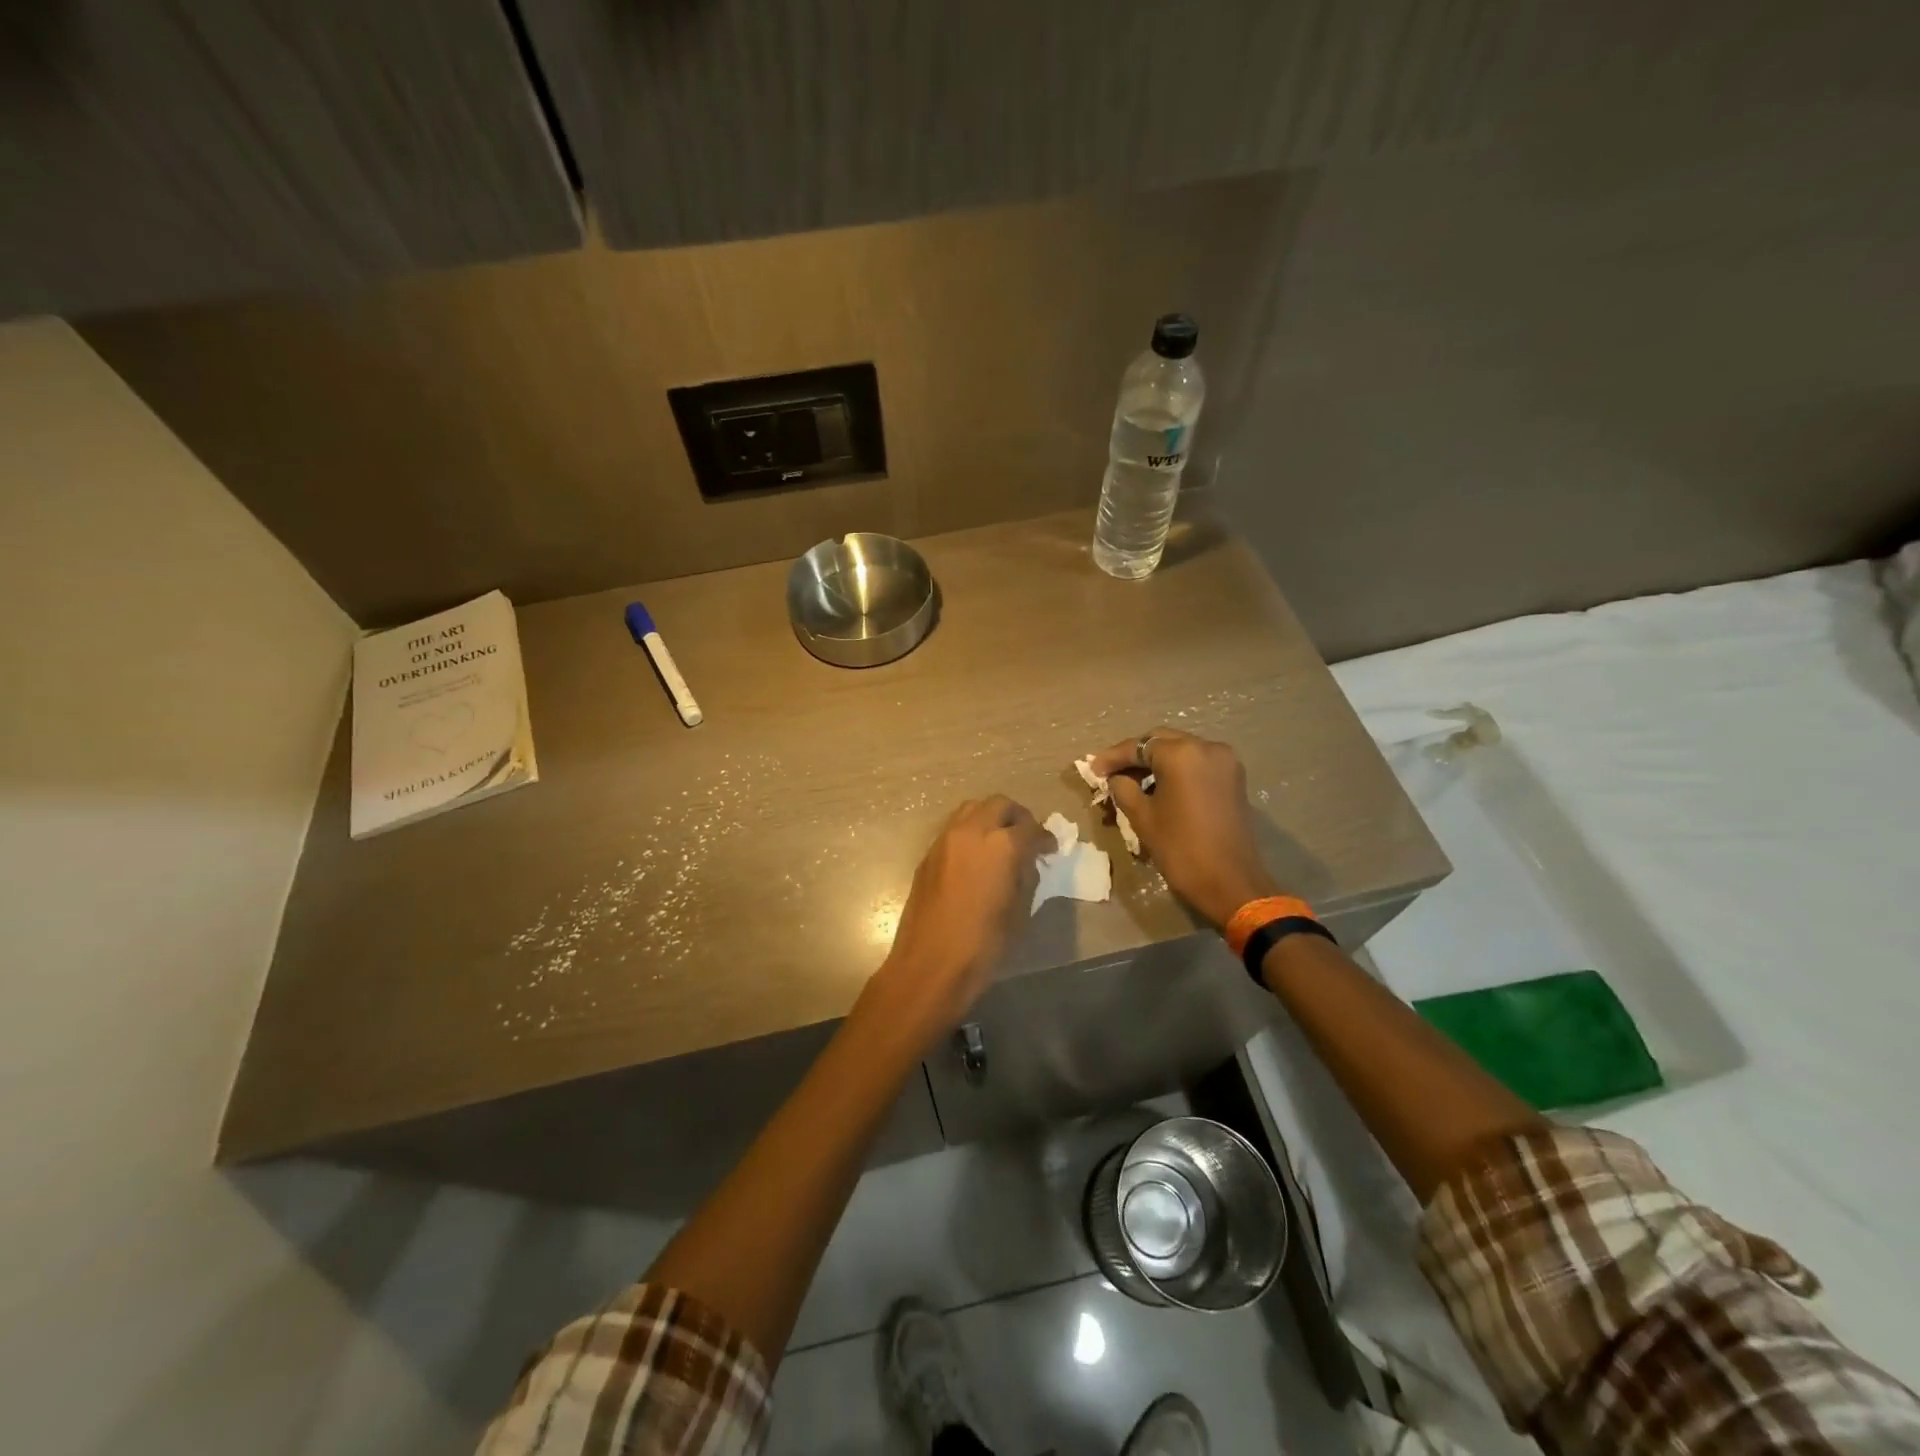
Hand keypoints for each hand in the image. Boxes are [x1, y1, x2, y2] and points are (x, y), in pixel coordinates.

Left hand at [862, 796, 1054, 1047]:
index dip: (1045, 838)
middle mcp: (972, 831)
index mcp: (1001, 845)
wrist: (930, 963)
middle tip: (1027, 837)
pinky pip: (954, 828)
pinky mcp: (928, 854)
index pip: (1030, 828)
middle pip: (999, 805)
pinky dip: (970, 832)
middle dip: (1017, 817)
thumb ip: (1026, 877)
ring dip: (990, 818)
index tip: (1050, 849)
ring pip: (972, 809)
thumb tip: (1026, 863)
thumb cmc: (983, 944)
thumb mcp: (1019, 911)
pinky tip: (977, 857)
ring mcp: (945, 839)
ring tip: (1001, 841)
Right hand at [1089, 729, 1282, 930]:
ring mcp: (1225, 761)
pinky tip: (1160, 787)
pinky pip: (1198, 763)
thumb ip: (1123, 788)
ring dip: (1156, 762)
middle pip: (1161, 741)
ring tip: (1133, 782)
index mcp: (1182, 754)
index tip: (1093, 769)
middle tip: (1111, 773)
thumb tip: (1115, 777)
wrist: (1230, 883)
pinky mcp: (1234, 778)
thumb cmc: (1180, 849)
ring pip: (1181, 750)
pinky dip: (1177, 770)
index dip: (1113, 757)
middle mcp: (1207, 747)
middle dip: (1135, 755)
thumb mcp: (1142, 817)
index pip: (1138, 746)